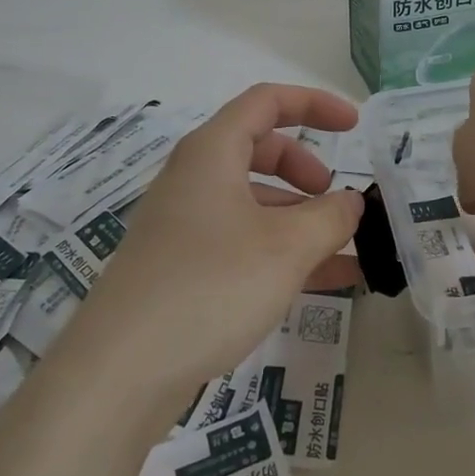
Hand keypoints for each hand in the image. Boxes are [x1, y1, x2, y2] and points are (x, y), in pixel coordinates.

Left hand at [69, 84, 364, 397]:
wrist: (120, 373)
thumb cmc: (210, 287)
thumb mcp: (287, 248)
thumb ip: (330, 217)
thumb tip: (351, 202)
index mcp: (211, 153)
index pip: (267, 101)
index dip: (315, 104)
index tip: (355, 127)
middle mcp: (194, 180)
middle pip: (260, 149)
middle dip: (306, 168)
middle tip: (334, 198)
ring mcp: (184, 226)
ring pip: (253, 202)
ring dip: (300, 219)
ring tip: (343, 252)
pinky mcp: (180, 268)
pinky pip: (242, 243)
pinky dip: (281, 252)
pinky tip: (322, 285)